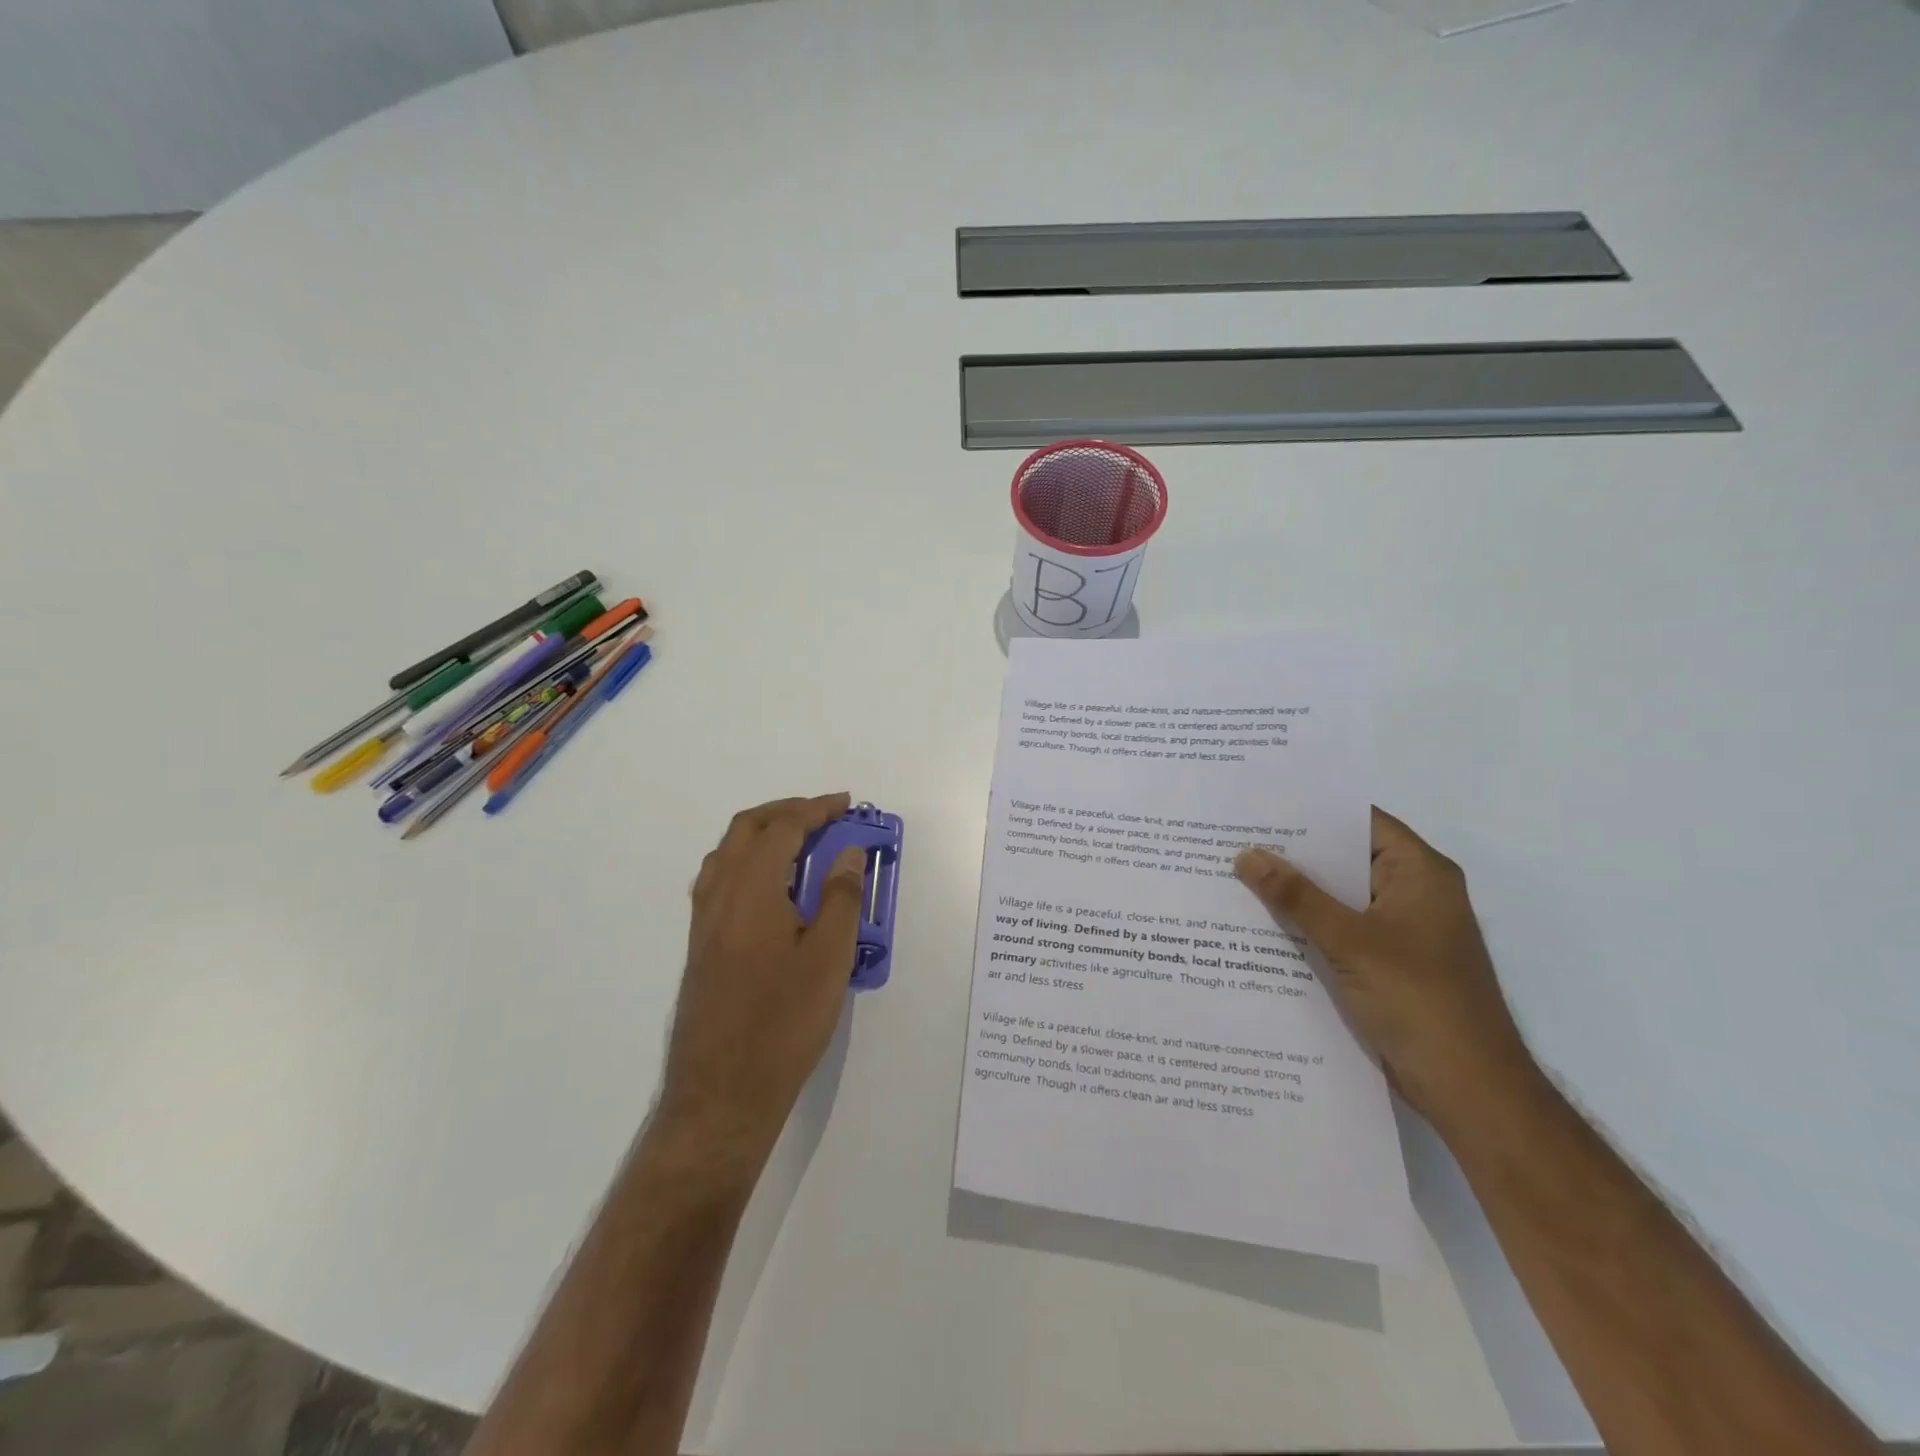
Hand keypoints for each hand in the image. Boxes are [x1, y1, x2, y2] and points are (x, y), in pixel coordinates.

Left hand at [656, 793, 865, 1168]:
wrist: (722, 1095)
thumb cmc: (783, 1025)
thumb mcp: (829, 960)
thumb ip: (840, 898)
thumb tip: (846, 853)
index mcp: (751, 892)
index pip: (782, 828)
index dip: (816, 809)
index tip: (847, 805)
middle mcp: (719, 896)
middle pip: (747, 829)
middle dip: (787, 811)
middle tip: (826, 816)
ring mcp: (703, 922)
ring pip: (728, 853)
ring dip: (764, 834)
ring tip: (802, 846)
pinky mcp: (700, 946)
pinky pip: (720, 880)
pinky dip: (748, 862)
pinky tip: (773, 889)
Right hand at [1234, 808, 1538, 1128]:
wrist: (1468, 1089)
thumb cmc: (1418, 1001)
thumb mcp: (1350, 941)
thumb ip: (1297, 896)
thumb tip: (1247, 855)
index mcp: (1420, 873)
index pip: (1360, 822)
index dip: (1311, 811)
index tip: (1259, 806)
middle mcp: (1413, 893)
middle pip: (1346, 859)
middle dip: (1293, 853)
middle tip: (1234, 838)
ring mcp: (1401, 931)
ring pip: (1339, 898)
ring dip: (1296, 892)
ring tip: (1235, 874)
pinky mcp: (1387, 963)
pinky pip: (1340, 930)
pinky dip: (1307, 925)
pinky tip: (1261, 923)